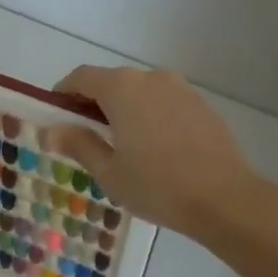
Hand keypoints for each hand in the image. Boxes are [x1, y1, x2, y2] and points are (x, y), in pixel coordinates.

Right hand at [43, 65, 268, 234]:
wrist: (226, 199)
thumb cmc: (157, 185)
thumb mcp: (109, 171)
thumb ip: (78, 144)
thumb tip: (52, 131)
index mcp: (121, 88)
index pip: (81, 77)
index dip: (64, 92)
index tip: (57, 114)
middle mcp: (150, 77)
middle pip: (111, 81)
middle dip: (93, 102)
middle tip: (85, 135)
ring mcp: (180, 88)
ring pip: (140, 91)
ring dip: (124, 108)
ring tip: (122, 143)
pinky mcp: (201, 104)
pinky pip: (164, 102)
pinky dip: (150, 114)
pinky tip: (154, 146)